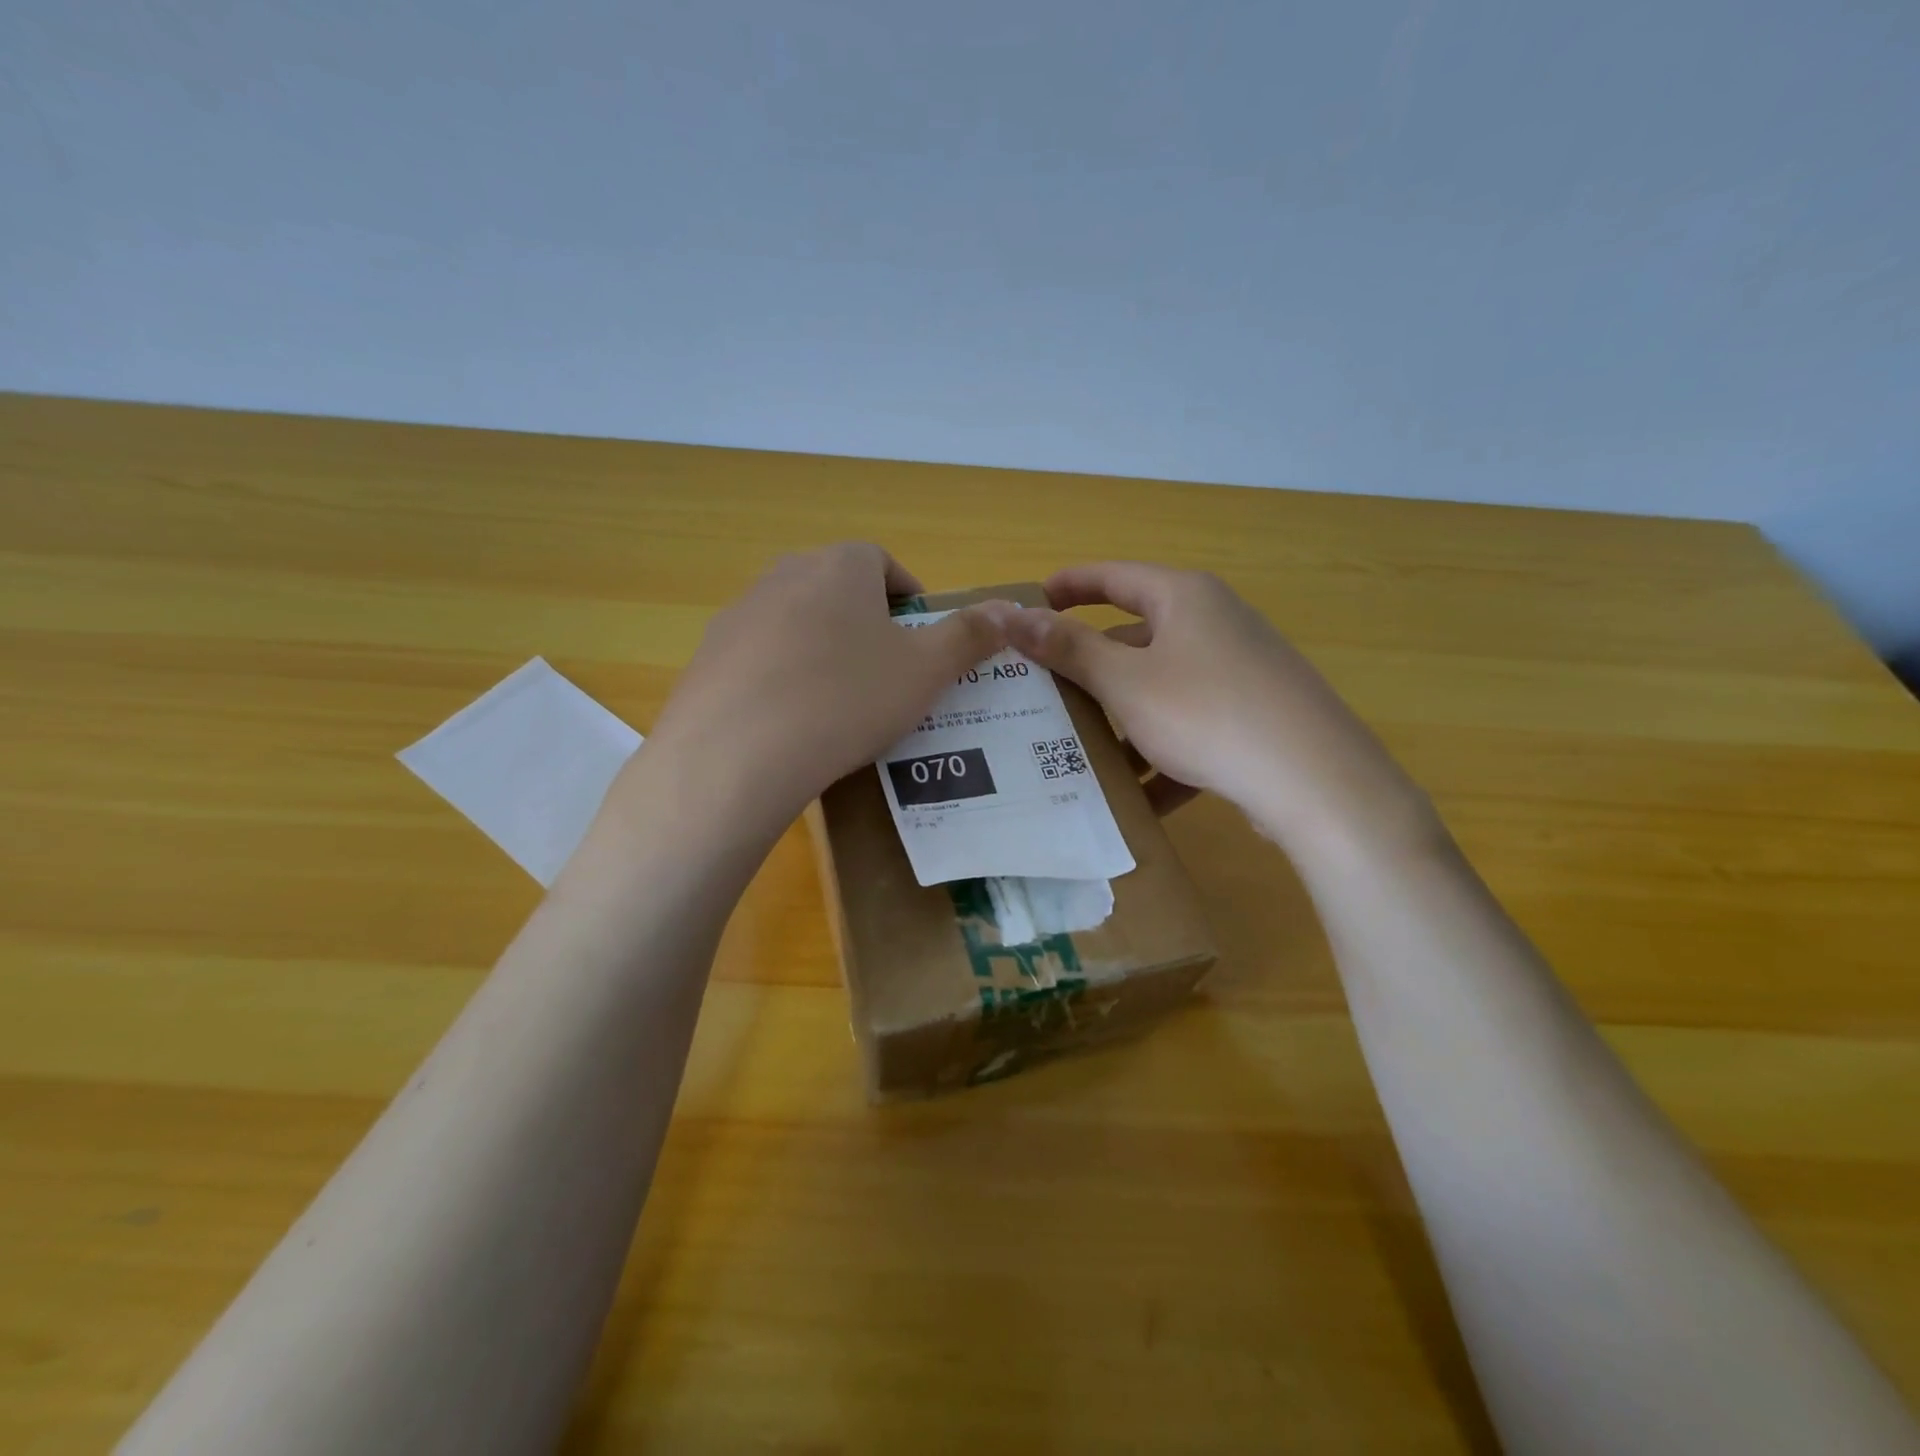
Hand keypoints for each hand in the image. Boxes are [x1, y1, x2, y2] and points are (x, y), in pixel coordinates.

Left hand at [642, 543, 1006, 834]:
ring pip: (798, 622)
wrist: (736, 753)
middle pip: (839, 590)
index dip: (910, 599)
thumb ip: (970, 636)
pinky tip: (792, 721)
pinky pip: (761, 656)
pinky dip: (783, 677)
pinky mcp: (709, 654)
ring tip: (840, 703)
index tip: (921, 641)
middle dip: (868, 624)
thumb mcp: (925, 671)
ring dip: (824, 649)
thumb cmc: (847, 699)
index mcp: (842, 565)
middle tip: (887, 675)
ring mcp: (741, 612)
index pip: (885, 564)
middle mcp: (786, 573)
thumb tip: (1011, 609)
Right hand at [1001, 562, 1434, 853]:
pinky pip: (1193, 727)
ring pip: (1163, 689)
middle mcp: (1216, 623)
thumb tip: (1013, 615)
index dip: (1069, 586)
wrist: (1314, 781)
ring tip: (1082, 751)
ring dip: (1124, 720)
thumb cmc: (1206, 713)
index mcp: (1184, 598)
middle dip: (1091, 669)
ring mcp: (1241, 671)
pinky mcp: (1255, 717)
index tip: (1032, 603)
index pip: (1113, 577)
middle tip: (1046, 690)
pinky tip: (1139, 797)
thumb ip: (1069, 648)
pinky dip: (1164, 756)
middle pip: (1137, 638)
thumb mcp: (1125, 682)